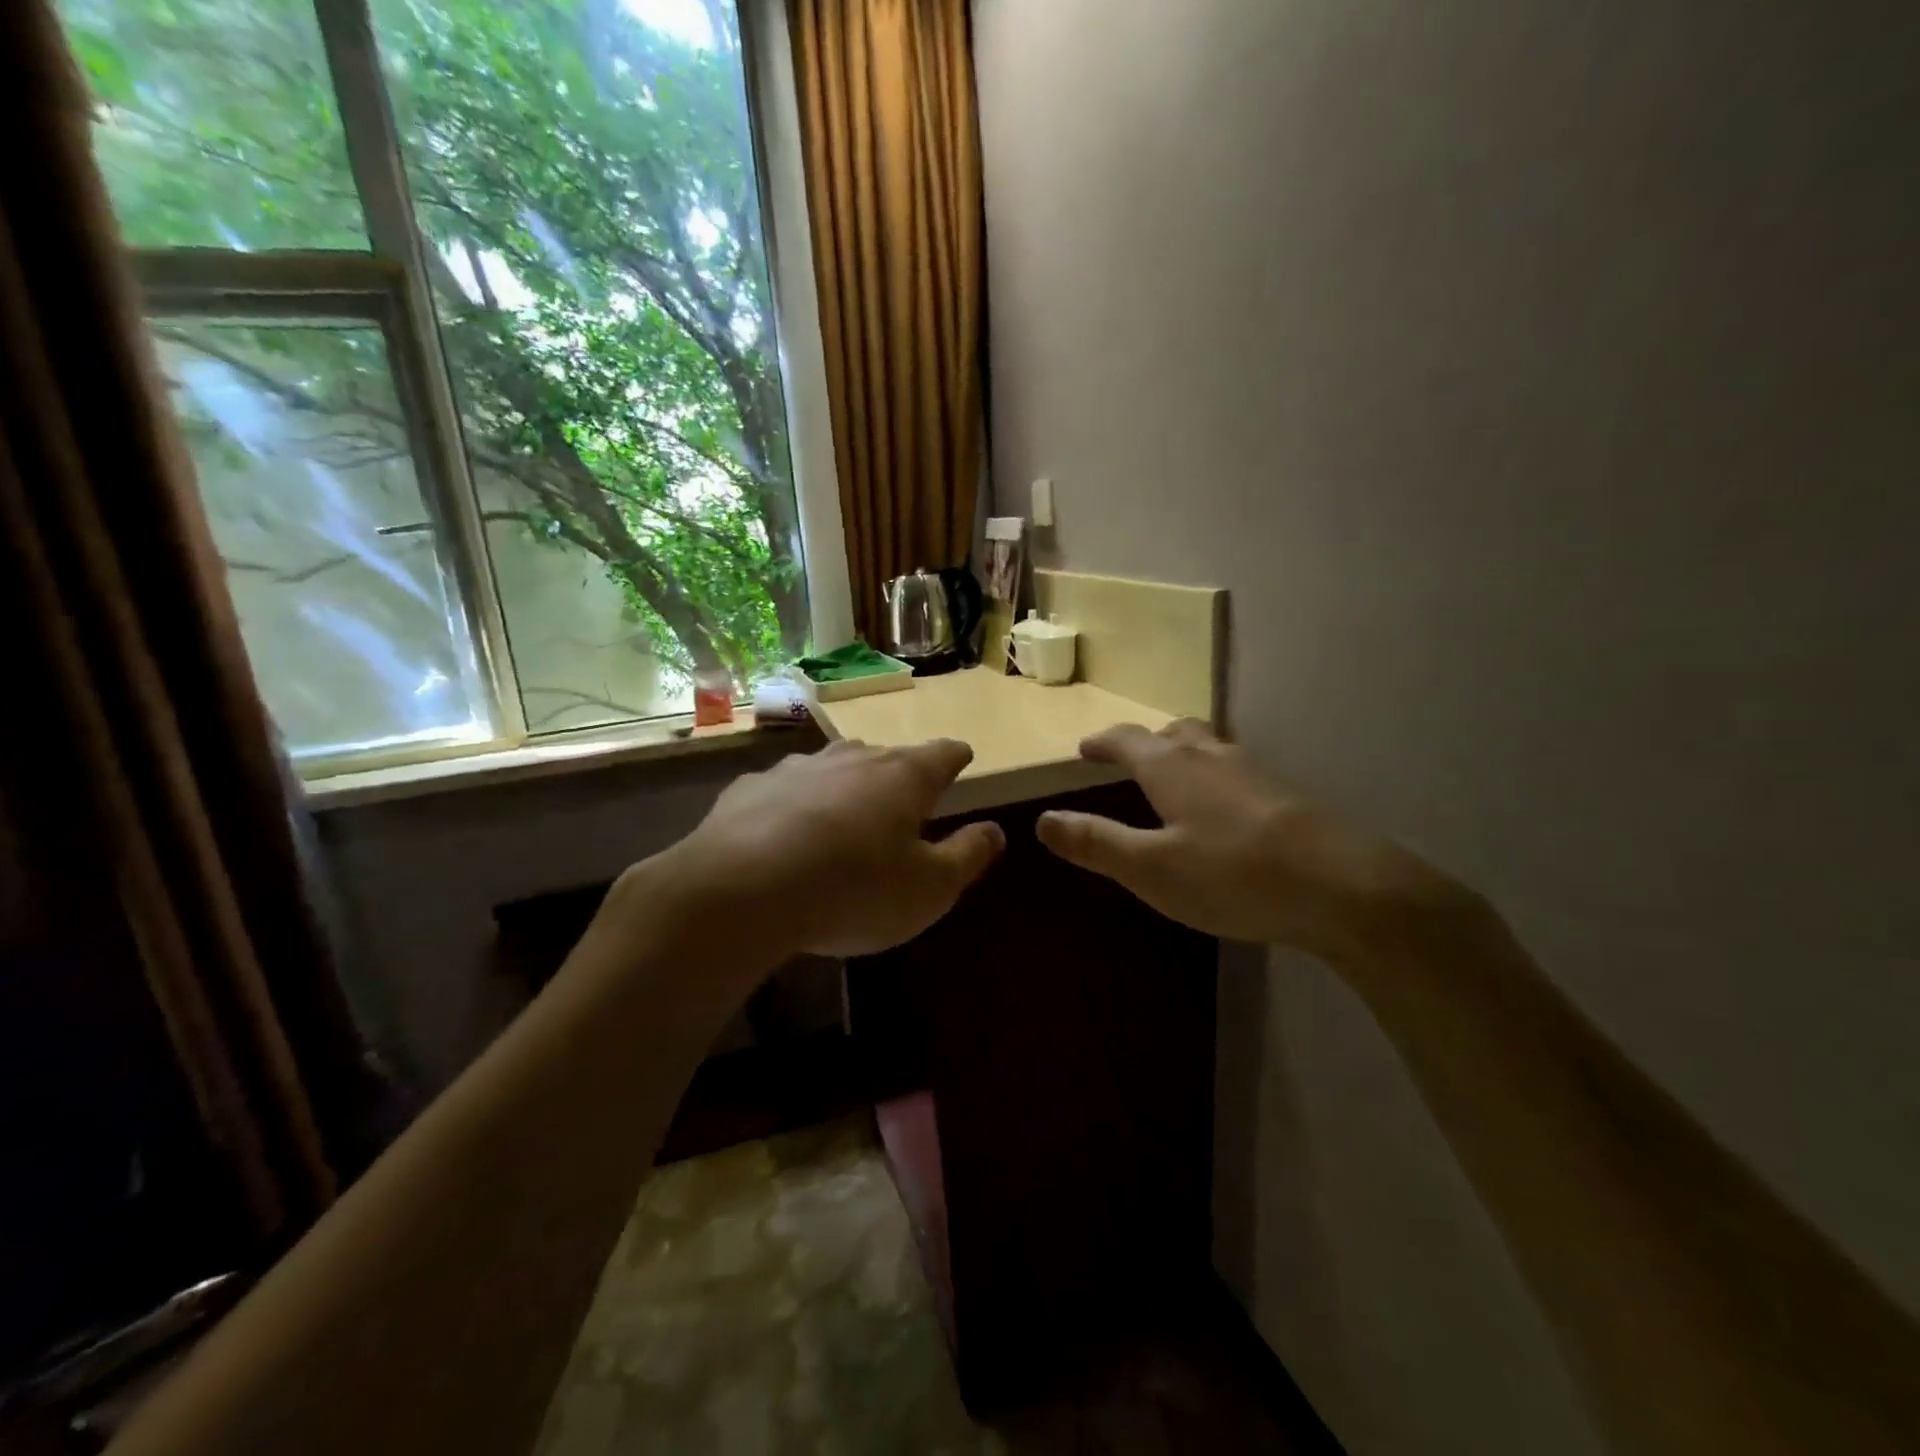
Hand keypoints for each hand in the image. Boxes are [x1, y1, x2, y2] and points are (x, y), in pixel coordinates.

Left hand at [633, 737, 1004, 959]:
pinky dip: (796, 805)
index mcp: (904, 777)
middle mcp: (853, 759)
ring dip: (846, 786)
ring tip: (847, 815)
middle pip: (887, 756)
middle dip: (900, 774)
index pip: (944, 754)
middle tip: (904, 802)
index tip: (961, 761)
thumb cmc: (854, 889)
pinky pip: (786, 790)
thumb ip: (968, 856)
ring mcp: (798, 768)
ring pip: (834, 767)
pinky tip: (785, 834)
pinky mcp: (751, 788)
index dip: (956, 758)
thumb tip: (995, 831)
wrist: (740, 890)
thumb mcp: (930, 888)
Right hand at [1036, 720, 1449, 958]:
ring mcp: (1256, 774)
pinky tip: (1225, 813)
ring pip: (1211, 749)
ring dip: (1185, 755)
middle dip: (1146, 742)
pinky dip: (1217, 779)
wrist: (1345, 888)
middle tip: (1130, 757)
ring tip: (1176, 780)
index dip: (1103, 742)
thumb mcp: (1150, 868)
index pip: (1127, 741)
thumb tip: (1043, 820)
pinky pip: (1238, 773)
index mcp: (1172, 769)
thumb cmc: (1232, 875)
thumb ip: (1095, 843)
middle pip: (1174, 734)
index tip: (1085, 748)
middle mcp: (1213, 758)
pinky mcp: (1288, 798)